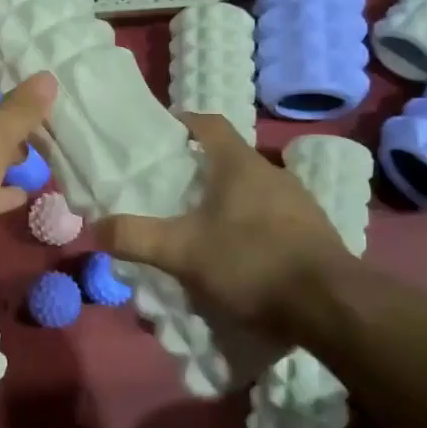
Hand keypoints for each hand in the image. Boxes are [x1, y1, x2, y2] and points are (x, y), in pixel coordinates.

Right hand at [97, 113, 354, 337]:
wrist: (332, 306)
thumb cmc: (252, 262)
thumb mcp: (183, 252)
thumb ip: (136, 237)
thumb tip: (94, 227)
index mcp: (239, 164)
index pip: (208, 123)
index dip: (182, 122)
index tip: (159, 135)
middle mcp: (271, 173)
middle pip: (227, 159)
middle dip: (198, 171)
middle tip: (169, 192)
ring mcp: (298, 203)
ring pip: (251, 190)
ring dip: (225, 202)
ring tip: (199, 228)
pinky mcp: (314, 233)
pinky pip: (271, 218)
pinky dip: (249, 227)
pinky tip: (237, 258)